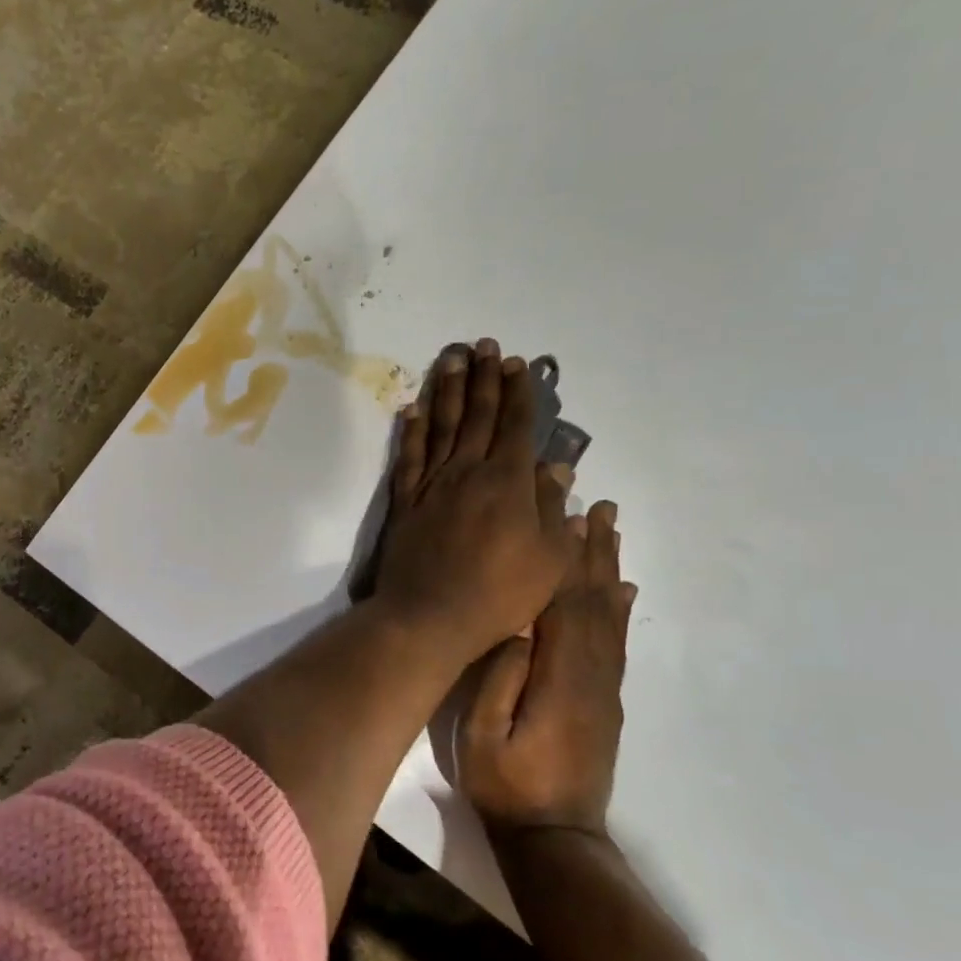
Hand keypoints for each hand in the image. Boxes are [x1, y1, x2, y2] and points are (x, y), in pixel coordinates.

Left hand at [373, 339, 578, 664]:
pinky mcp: (405, 499)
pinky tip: (411, 409)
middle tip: (484, 345)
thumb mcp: (549, 560)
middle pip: (478, 414)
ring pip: (441, 425)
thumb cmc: (500, 594)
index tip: (518, 364)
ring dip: (447, 389)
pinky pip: (408, 455)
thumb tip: (556, 468)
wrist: (430, 615)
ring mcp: (432, 483)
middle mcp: (468, 471)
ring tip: (452, 358)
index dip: (519, 393)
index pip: (517, 426)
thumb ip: (552, 509)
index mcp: (508, 482)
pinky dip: (411, 429)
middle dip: (484, 377)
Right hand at [456, 499, 635, 832]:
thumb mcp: (481, 736)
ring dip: (608, 568)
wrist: (555, 837)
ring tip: (609, 530)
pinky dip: (619, 608)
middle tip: (599, 505)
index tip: (566, 515)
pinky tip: (621, 589)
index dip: (565, 557)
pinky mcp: (606, 700)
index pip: (565, 604)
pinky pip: (616, 642)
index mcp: (561, 677)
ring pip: (609, 615)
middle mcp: (593, 673)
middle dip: (594, 550)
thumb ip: (500, 681)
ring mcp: (604, 687)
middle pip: (594, 600)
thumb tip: (518, 629)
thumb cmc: (507, 784)